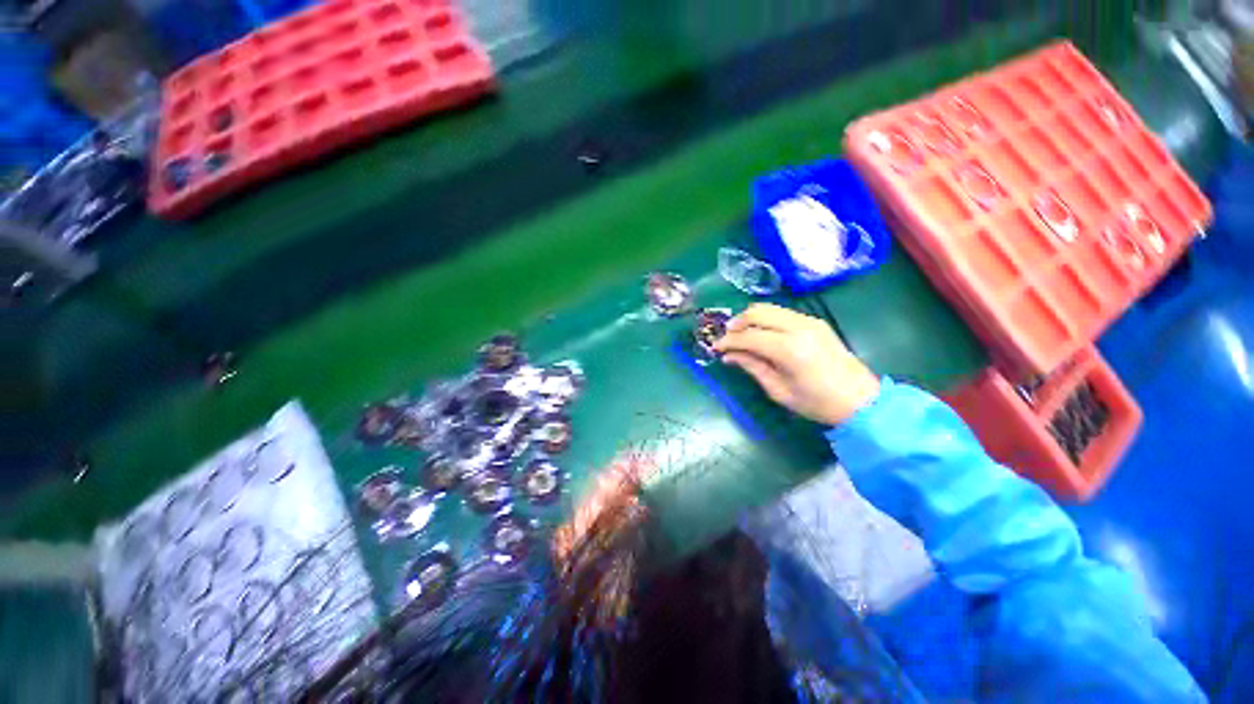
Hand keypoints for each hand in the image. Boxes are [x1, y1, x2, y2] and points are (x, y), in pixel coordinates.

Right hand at [713, 303, 879, 425]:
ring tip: (740, 335)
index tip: (715, 347)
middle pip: (757, 312)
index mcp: (789, 349)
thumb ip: (752, 367)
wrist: (861, 400)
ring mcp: (809, 321)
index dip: (728, 340)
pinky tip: (761, 333)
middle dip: (737, 323)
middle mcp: (799, 327)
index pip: (749, 336)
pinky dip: (766, 319)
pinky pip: (782, 312)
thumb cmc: (817, 403)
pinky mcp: (815, 321)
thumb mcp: (778, 390)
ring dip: (750, 318)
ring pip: (769, 308)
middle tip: (726, 337)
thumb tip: (729, 355)